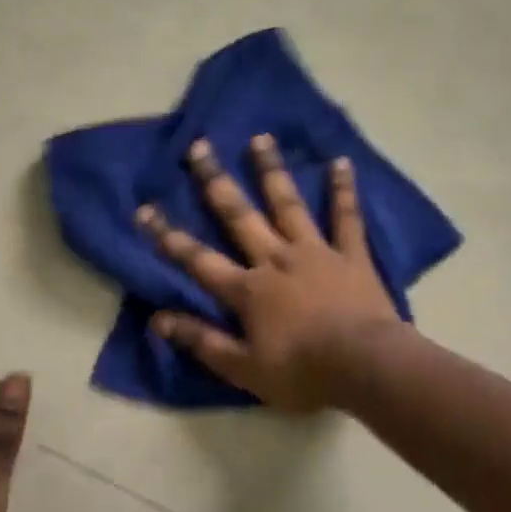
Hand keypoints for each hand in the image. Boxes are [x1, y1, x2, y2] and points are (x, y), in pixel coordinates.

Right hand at [137, 135, 400, 409]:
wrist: (366, 367)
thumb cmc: (303, 373)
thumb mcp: (244, 369)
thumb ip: (202, 341)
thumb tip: (158, 320)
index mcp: (248, 290)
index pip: (198, 260)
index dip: (169, 237)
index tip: (145, 209)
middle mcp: (276, 259)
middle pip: (239, 216)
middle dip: (216, 182)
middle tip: (200, 147)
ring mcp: (315, 252)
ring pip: (288, 204)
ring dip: (272, 171)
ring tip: (260, 138)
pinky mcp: (351, 255)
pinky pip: (346, 217)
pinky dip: (343, 190)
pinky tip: (340, 162)